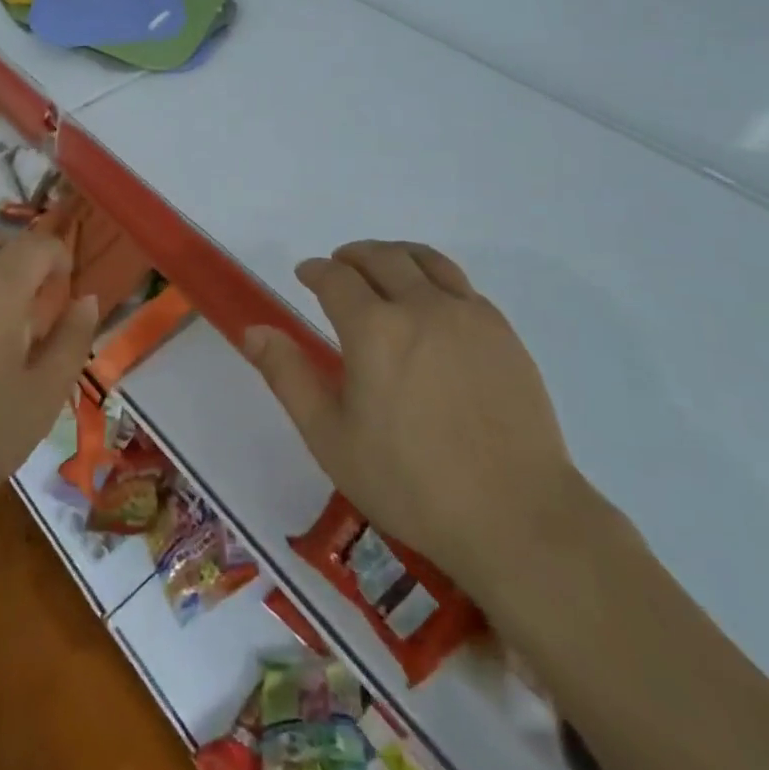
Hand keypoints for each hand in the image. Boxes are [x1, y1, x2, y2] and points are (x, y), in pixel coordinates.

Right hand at [243, 240, 576, 597]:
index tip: (305, 275)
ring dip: (394, 254)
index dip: (315, 270)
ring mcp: (468, 314)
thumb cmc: (410, 483)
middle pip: (381, 257)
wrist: (515, 515)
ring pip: (425, 260)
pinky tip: (431, 302)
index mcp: (374, 329)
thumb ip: (289, 376)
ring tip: (383, 267)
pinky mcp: (501, 331)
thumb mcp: (331, 438)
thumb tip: (253, 330)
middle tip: (339, 265)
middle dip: (352, 255)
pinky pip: (460, 284)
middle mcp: (421, 305)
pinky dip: (433, 277)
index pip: (336, 277)